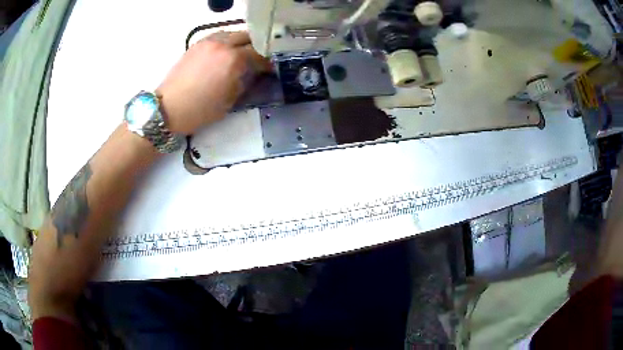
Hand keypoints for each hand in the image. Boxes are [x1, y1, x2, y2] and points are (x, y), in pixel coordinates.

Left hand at [157, 31, 270, 134]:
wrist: (168, 108)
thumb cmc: (199, 110)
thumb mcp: (229, 102)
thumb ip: (244, 83)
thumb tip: (252, 75)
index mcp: (233, 60)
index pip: (258, 54)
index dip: (266, 61)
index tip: (269, 68)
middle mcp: (223, 45)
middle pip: (247, 37)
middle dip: (255, 46)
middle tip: (257, 58)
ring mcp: (208, 42)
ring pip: (232, 33)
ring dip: (240, 41)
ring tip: (241, 53)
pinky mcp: (197, 44)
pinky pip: (217, 36)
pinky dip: (225, 41)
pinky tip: (224, 52)